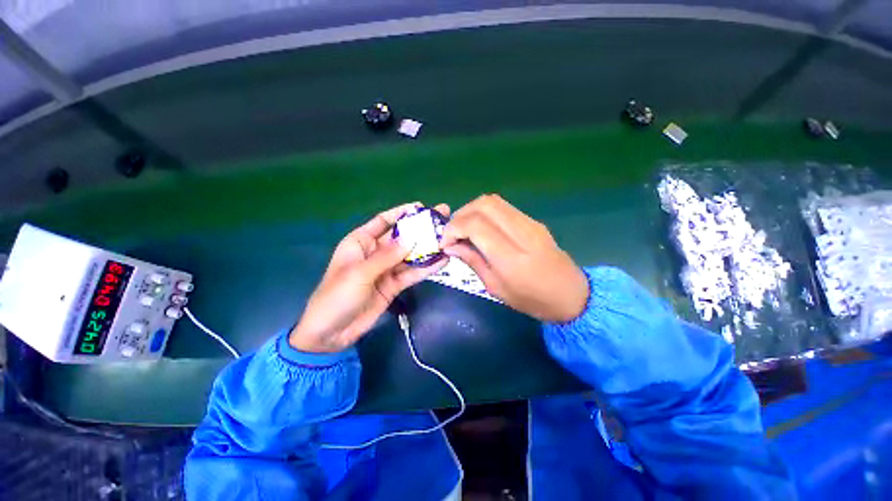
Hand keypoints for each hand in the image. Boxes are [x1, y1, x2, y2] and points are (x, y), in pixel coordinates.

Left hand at [290, 203, 450, 352]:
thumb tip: (411, 239)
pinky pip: (411, 274)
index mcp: (360, 242)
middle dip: (420, 230)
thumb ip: (386, 256)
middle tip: (442, 221)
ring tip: (448, 241)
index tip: (420, 207)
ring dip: (427, 250)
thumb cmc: (337, 296)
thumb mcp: (360, 273)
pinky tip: (442, 262)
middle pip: (401, 238)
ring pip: (409, 256)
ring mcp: (386, 269)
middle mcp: (375, 253)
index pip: (383, 221)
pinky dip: (426, 269)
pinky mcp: (394, 285)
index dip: (401, 213)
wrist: (331, 333)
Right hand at [441, 195, 587, 322]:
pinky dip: (485, 213)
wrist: (571, 294)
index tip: (445, 243)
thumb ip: (473, 261)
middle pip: (483, 205)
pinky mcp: (533, 221)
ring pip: (493, 201)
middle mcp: (521, 233)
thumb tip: (451, 246)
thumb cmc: (531, 299)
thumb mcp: (496, 288)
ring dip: (471, 211)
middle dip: (460, 215)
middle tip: (452, 233)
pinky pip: (503, 207)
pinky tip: (481, 228)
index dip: (453, 229)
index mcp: (510, 257)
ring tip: (463, 229)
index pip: (475, 225)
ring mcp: (530, 223)